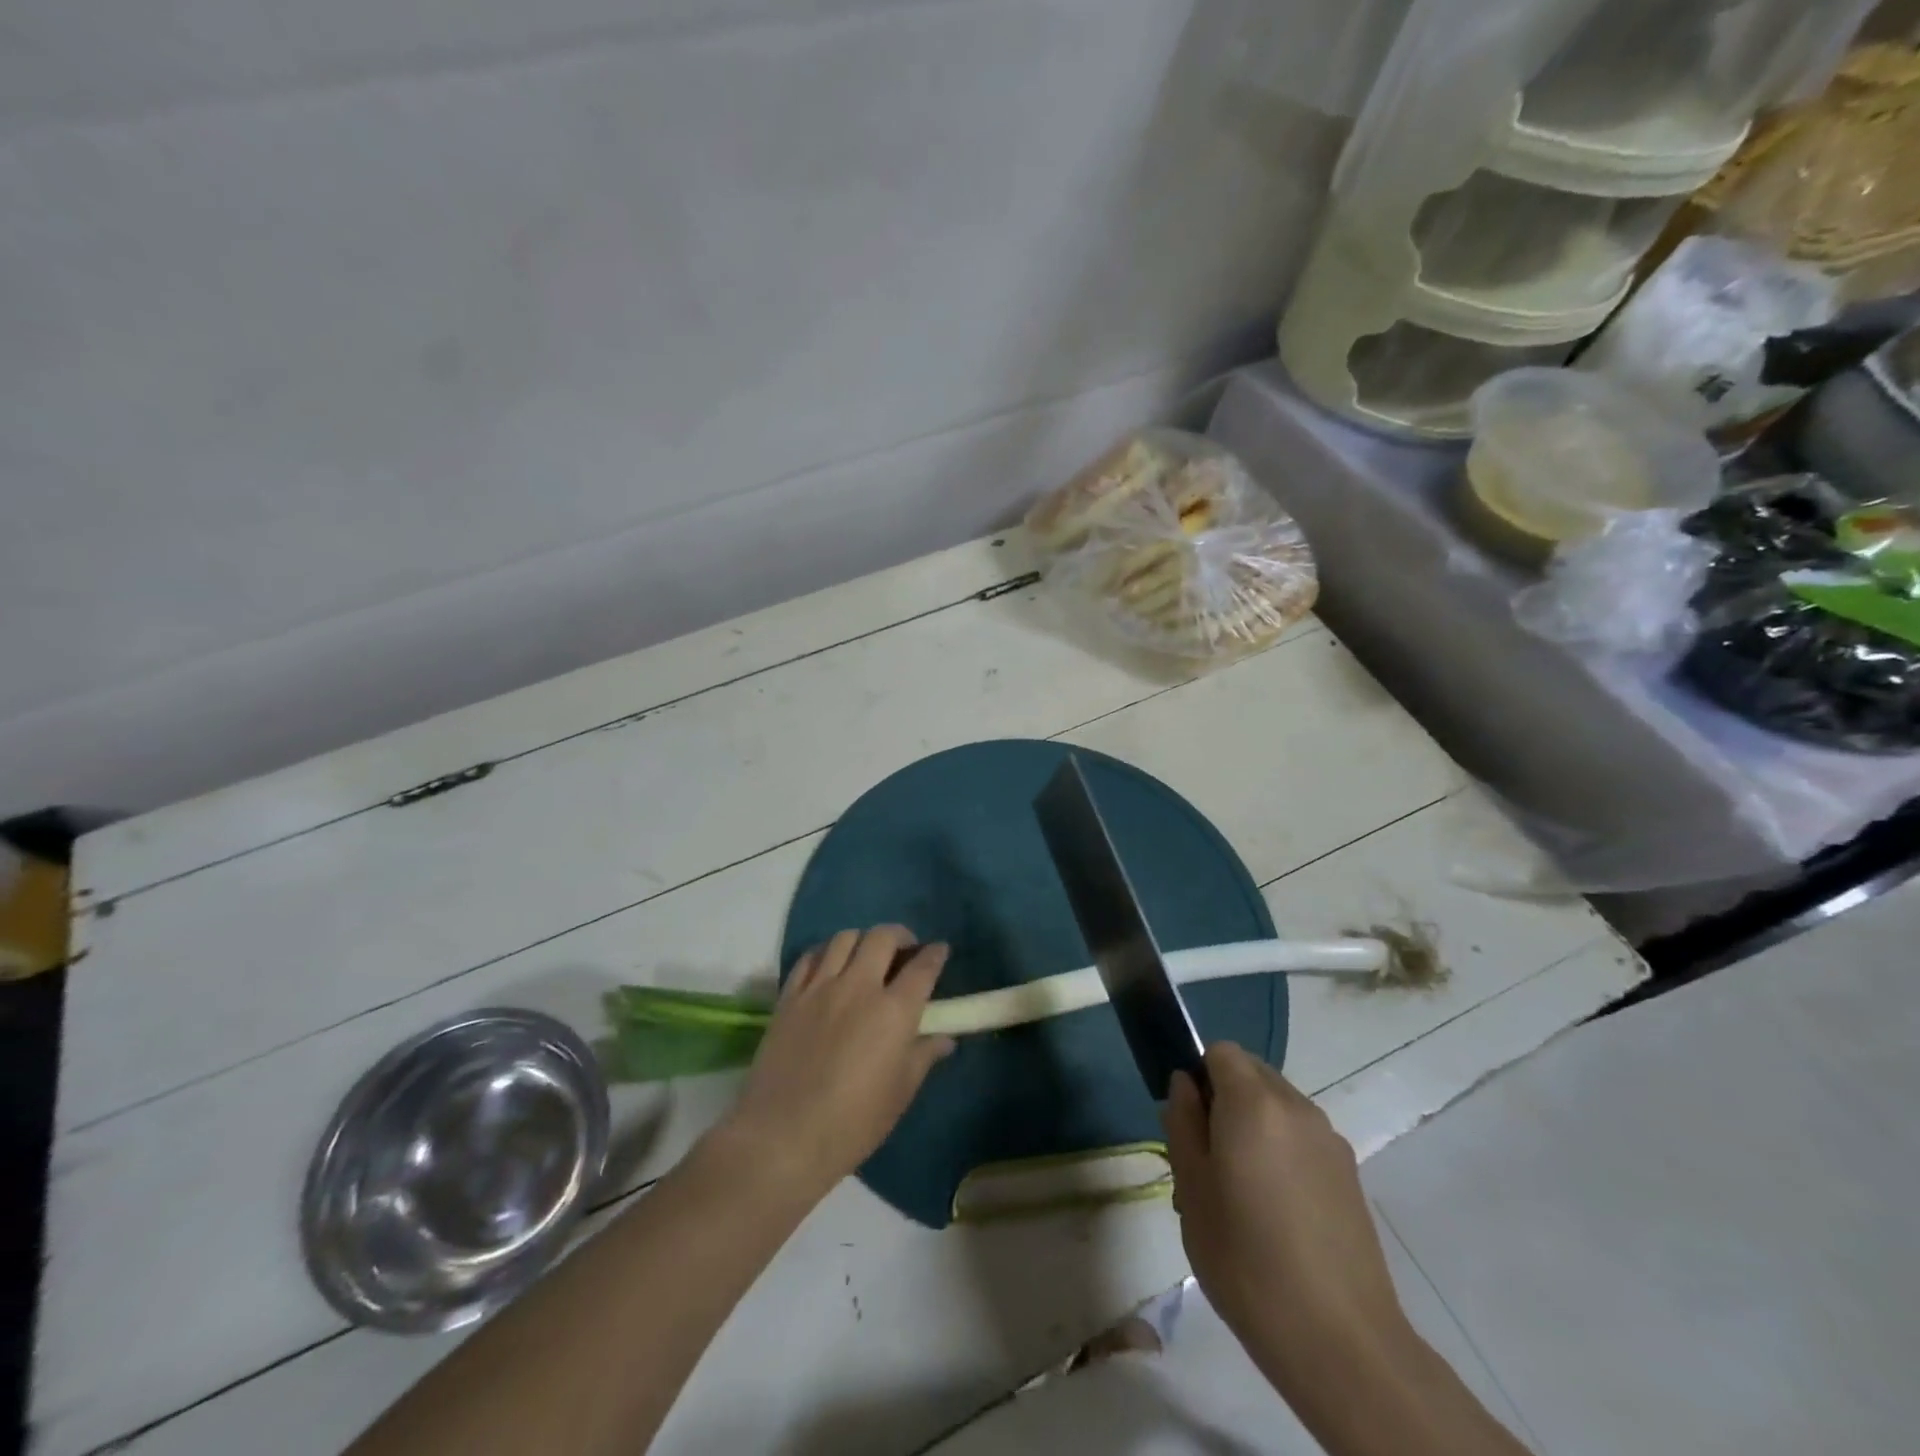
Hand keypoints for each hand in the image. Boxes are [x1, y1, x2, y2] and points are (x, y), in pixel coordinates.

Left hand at [719, 925, 953, 1200]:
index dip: (935, 954)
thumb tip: (944, 1038)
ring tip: (866, 955)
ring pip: (845, 938)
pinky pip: (810, 957)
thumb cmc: (853, 1123)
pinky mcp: (790, 996)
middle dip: (900, 935)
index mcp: (894, 1011)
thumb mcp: (900, 1093)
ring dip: (863, 940)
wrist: (783, 1137)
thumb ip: (924, 1056)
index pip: (923, 967)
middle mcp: (859, 986)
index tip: (939, 950)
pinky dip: (826, 952)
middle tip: (905, 949)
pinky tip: (830, 966)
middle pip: (883, 937)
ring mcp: (820, 987)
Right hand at [1161, 1043, 1410, 1383]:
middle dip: (1225, 1097)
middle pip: (1252, 1073)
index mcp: (1254, 1103)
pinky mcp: (1349, 1173)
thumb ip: (1182, 1123)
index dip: (1199, 1075)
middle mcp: (1296, 1106)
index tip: (1189, 1121)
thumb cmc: (1246, 1261)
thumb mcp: (1191, 1189)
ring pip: (1277, 1105)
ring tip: (1240, 1191)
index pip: (1220, 1050)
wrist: (1341, 1342)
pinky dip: (1281, 1150)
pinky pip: (1301, 1136)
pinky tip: (1276, 1211)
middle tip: (1208, 1157)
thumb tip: (1185, 1085)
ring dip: (1253, 1124)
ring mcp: (1329, 1139)